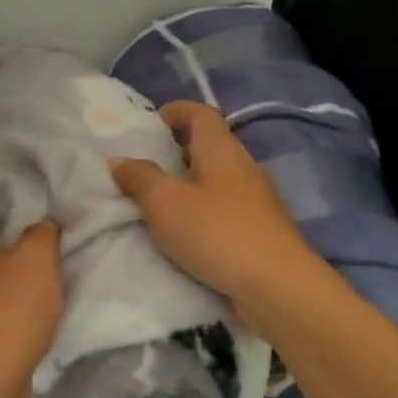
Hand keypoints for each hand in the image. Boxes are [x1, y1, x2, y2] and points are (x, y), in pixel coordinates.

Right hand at [109, 101, 318, 326]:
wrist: (277, 286)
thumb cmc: (216, 232)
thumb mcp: (164, 202)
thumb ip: (139, 178)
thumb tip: (120, 160)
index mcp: (221, 149)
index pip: (201, 114)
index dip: (177, 111)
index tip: (152, 121)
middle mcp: (243, 166)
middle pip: (210, 144)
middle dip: (179, 148)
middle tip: (146, 162)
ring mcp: (256, 199)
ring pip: (218, 177)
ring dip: (190, 181)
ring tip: (159, 198)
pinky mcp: (260, 229)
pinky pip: (225, 206)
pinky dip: (203, 207)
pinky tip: (186, 229)